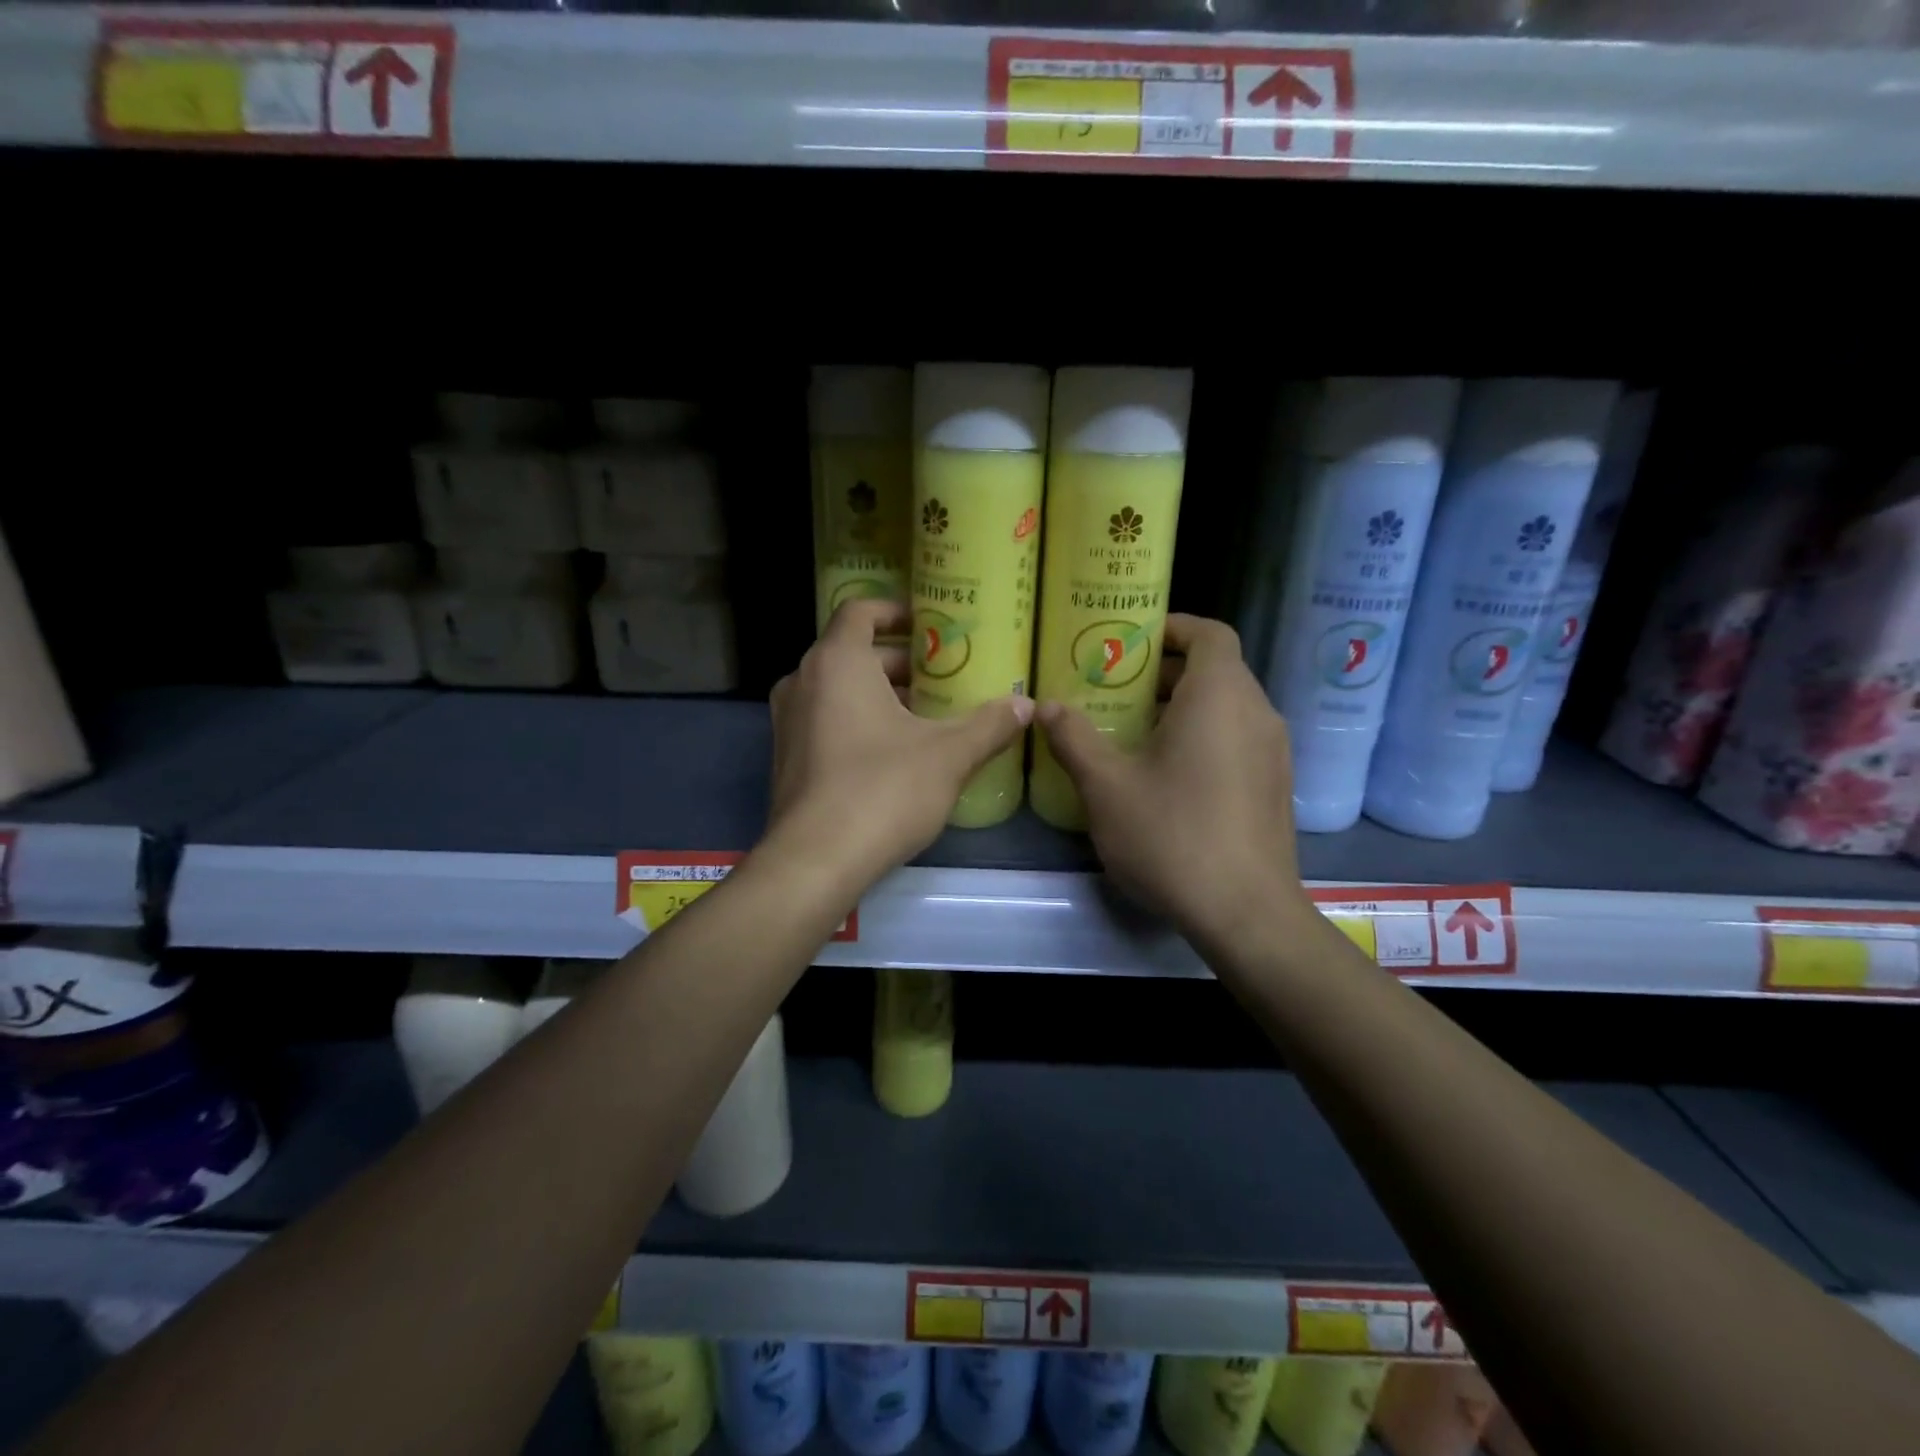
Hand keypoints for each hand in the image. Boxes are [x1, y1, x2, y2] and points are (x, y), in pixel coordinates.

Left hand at [766, 599, 1033, 886]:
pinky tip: (897, 751)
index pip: (860, 610)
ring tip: (928, 713)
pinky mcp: (787, 757)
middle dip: (900, 661)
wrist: (815, 861)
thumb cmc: (883, 790)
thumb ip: (989, 725)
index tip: (931, 623)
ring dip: (881, 693)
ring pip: (839, 689)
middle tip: (945, 675)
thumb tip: (1026, 705)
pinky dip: (859, 719)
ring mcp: (789, 721)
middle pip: (853, 652)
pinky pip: (826, 719)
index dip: (896, 610)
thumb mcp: (948, 755)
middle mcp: (803, 681)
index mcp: (837, 662)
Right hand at [1037, 614, 1310, 944]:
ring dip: (1184, 707)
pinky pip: (1238, 739)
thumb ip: (1074, 739)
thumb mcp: (1106, 787)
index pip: (1209, 633)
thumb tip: (1047, 707)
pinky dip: (1205, 736)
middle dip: (1167, 673)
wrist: (1245, 912)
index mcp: (1219, 697)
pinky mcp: (1275, 786)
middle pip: (1217, 670)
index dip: (1174, 627)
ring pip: (1228, 707)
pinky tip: (1168, 775)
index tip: (1134, 640)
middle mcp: (1256, 713)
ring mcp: (1273, 752)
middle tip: (1118, 690)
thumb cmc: (1172, 835)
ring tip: (1135, 732)